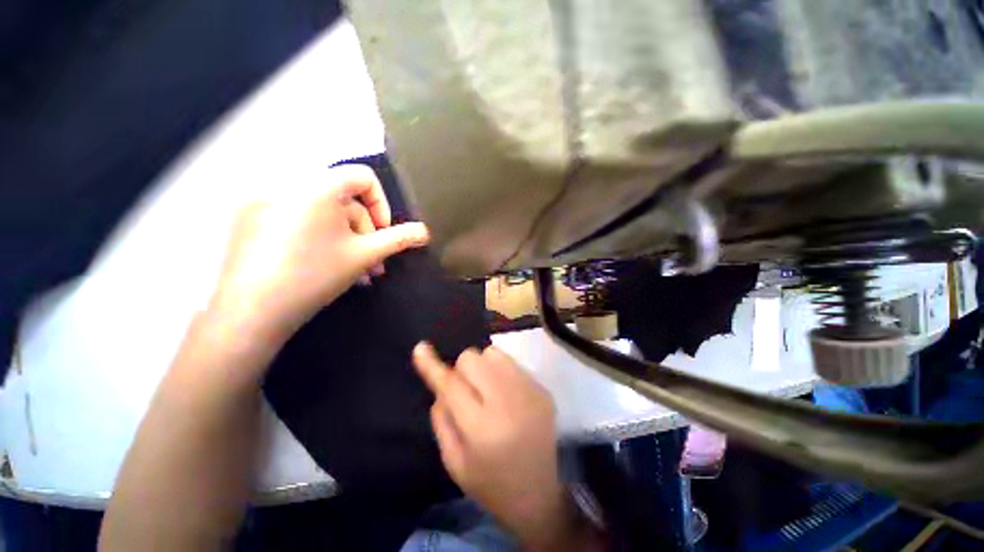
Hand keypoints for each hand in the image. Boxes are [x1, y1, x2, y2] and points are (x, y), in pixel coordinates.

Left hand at [209, 164, 429, 342]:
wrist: (251, 313)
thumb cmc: (315, 276)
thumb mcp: (365, 256)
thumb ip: (398, 240)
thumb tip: (425, 232)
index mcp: (316, 188)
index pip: (362, 176)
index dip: (381, 203)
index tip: (383, 233)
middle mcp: (287, 186)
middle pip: (342, 200)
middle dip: (364, 232)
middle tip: (372, 263)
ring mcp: (263, 203)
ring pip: (320, 213)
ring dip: (344, 239)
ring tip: (353, 272)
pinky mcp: (248, 220)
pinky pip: (296, 220)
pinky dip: (316, 237)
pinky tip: (321, 266)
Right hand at [413, 343, 570, 546]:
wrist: (539, 495)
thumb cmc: (490, 484)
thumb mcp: (454, 462)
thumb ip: (442, 419)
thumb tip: (439, 384)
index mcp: (482, 428)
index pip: (452, 385)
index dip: (433, 365)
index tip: (421, 347)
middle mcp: (508, 402)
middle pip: (473, 358)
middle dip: (462, 370)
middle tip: (467, 391)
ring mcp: (530, 391)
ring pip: (493, 353)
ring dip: (483, 367)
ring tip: (488, 390)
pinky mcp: (542, 388)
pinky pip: (512, 362)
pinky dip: (501, 372)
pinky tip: (506, 395)